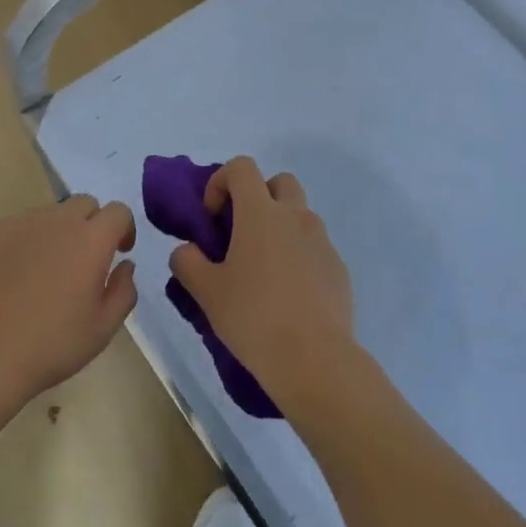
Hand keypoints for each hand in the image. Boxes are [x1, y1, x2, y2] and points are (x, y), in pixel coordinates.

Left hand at [0, 196, 138, 410]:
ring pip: (50, 215)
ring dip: (58, 233)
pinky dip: (27, 242)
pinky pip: (19, 227)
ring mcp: (20, 224)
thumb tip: (125, 265)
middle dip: (92, 224)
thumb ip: (123, 290)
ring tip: (46, 272)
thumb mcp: (103, 328)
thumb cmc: (51, 345)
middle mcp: (57, 221)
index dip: (124, 228)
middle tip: (84, 260)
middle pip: (84, 204)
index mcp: (90, 240)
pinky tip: (16, 278)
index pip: (118, 211)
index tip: (119, 252)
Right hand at [169, 157, 356, 406]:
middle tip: (241, 233)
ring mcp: (322, 241)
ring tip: (263, 268)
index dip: (221, 181)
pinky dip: (299, 255)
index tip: (212, 217)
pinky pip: (315, 247)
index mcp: (260, 213)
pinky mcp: (338, 268)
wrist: (314, 359)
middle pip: (279, 182)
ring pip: (300, 214)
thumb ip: (187, 262)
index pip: (242, 167)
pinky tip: (288, 294)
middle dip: (258, 196)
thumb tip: (187, 251)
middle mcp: (295, 216)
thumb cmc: (253, 316)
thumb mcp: (206, 291)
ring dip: (280, 227)